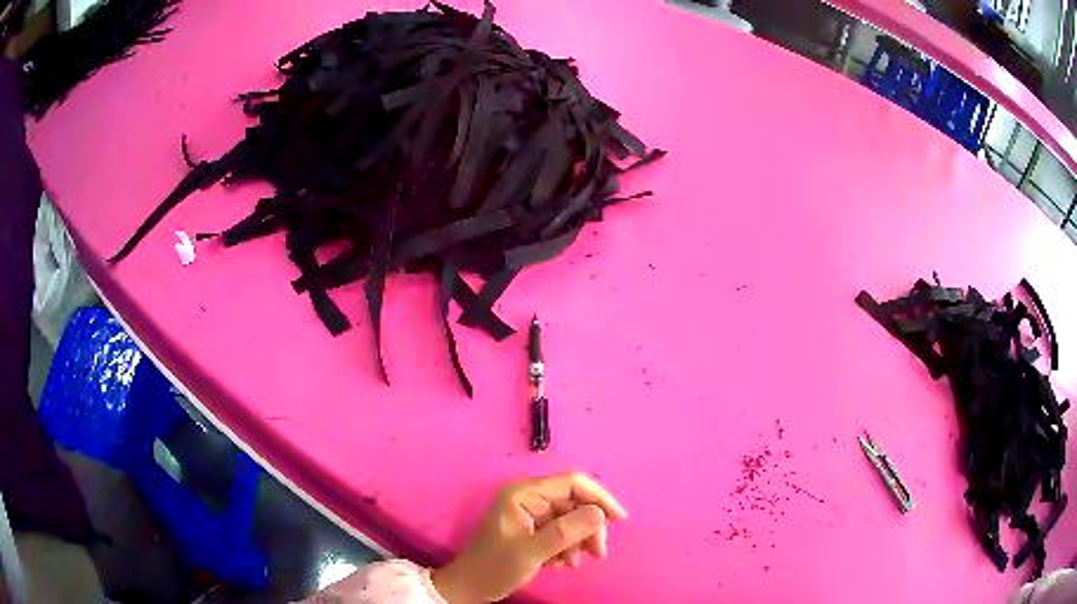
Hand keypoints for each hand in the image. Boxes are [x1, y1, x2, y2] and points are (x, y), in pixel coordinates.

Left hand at [431, 472, 626, 603]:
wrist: (468, 588)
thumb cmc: (494, 568)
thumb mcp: (532, 552)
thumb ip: (566, 532)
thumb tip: (600, 513)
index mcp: (524, 493)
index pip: (573, 482)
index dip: (600, 498)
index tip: (619, 520)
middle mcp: (528, 497)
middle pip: (574, 502)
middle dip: (589, 527)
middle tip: (598, 553)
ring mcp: (529, 513)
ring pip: (569, 518)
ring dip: (578, 540)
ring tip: (573, 564)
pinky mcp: (530, 528)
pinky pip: (559, 531)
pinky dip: (566, 546)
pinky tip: (560, 564)